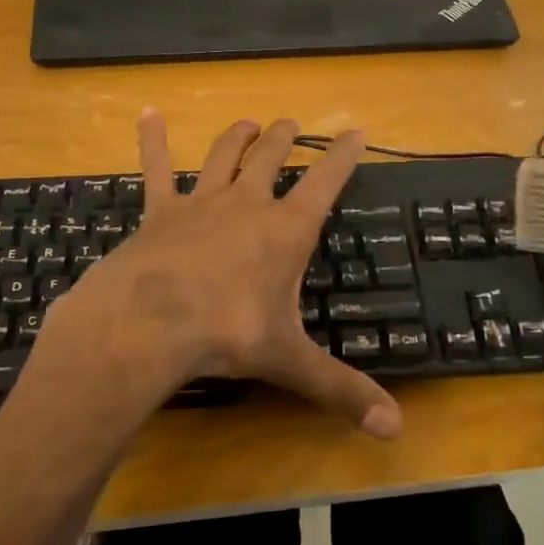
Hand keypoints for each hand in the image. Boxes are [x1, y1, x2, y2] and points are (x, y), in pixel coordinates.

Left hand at [43, 111, 403, 439]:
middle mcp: (247, 204)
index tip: (356, 131)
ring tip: (250, 123)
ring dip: (239, 136)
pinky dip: (153, 140)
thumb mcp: (289, 361)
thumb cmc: (226, 334)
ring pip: (225, 155)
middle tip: (293, 124)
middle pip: (273, 158)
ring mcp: (201, 202)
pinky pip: (158, 169)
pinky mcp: (160, 211)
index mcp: (285, 230)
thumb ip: (342, 390)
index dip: (343, 156)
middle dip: (286, 139)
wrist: (148, 323)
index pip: (325, 181)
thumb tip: (395, 430)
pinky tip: (148, 114)